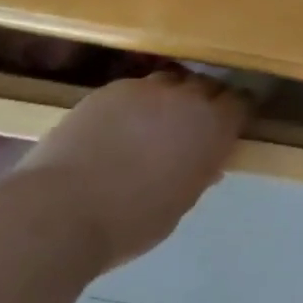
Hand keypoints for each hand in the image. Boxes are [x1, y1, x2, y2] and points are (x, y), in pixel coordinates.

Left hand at [17, 67, 246, 270]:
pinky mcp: (110, 89)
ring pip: (172, 81)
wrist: (61, 210)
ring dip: (172, 97)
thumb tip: (207, 164)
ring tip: (156, 121)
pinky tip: (120, 126)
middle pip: (208, 85)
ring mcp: (147, 89)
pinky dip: (136, 103)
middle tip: (194, 124)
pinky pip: (135, 89)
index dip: (237, 112)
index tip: (231, 125)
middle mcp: (187, 98)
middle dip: (206, 100)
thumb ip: (199, 173)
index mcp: (213, 127)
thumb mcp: (181, 202)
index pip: (241, 103)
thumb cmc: (131, 221)